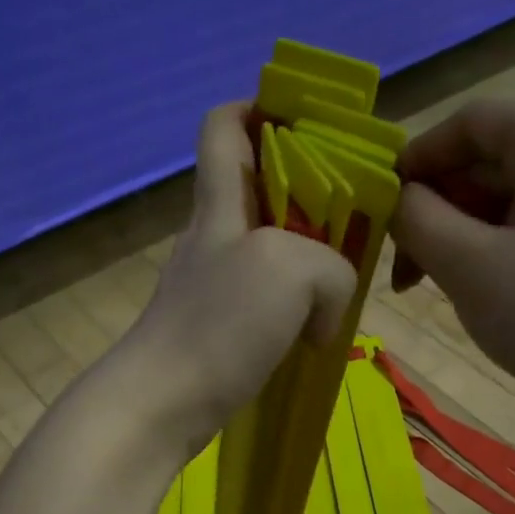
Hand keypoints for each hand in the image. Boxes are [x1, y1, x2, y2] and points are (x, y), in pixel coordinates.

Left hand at [117, 103, 356, 460]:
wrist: (160, 404)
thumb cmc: (219, 324)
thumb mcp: (291, 271)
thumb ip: (330, 268)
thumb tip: (326, 312)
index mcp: (220, 204)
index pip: (223, 126)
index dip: (259, 108)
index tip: (308, 124)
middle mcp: (212, 237)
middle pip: (256, 188)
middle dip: (308, 192)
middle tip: (354, 216)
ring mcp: (210, 286)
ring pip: (266, 249)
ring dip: (307, 257)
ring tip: (344, 281)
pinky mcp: (215, 330)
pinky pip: (264, 301)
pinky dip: (294, 307)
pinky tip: (315, 331)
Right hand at [392, 98, 514, 438]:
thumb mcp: (468, 265)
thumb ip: (416, 219)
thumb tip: (396, 198)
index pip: (469, 121)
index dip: (417, 158)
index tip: (380, 209)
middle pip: (486, 160)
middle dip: (434, 209)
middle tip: (401, 268)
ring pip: (504, 199)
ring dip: (456, 237)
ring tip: (428, 288)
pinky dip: (490, 252)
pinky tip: (474, 293)